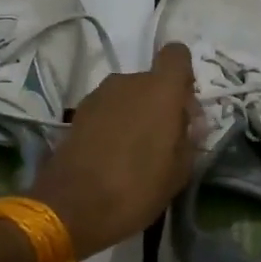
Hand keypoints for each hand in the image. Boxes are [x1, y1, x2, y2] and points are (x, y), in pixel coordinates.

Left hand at [30, 43, 199, 258]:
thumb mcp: (179, 172)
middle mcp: (128, 82)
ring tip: (135, 152)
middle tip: (163, 140)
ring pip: (128, 95)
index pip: (177, 55)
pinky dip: (113, 124)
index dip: (183, 76)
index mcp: (160, 90)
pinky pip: (107, 109)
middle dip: (160, 103)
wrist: (71, 207)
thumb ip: (189, 139)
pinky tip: (112, 155)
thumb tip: (187, 122)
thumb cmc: (136, 189)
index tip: (183, 107)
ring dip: (135, 114)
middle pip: (152, 80)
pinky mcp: (78, 112)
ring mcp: (99, 95)